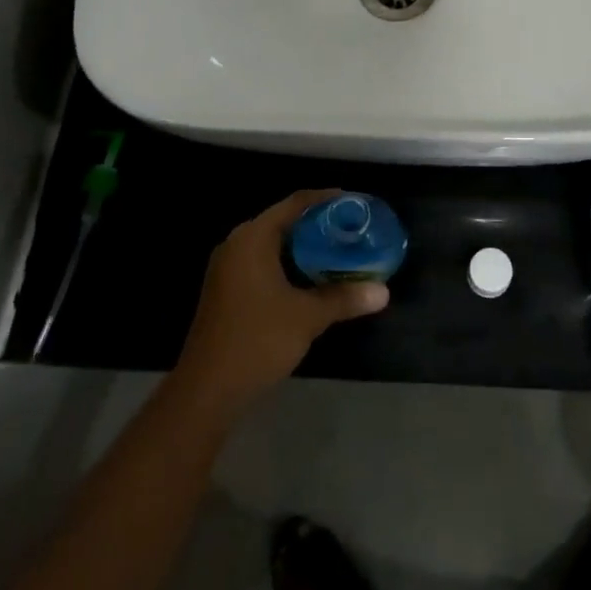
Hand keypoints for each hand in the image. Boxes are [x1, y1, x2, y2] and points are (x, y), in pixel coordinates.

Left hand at [176, 190, 389, 410]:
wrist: (207, 389)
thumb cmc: (257, 340)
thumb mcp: (307, 317)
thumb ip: (344, 299)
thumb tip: (383, 292)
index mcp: (253, 238)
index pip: (294, 204)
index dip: (326, 199)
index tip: (354, 204)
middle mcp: (237, 244)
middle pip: (283, 221)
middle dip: (318, 225)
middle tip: (350, 231)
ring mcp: (227, 268)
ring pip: (272, 244)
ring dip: (303, 247)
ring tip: (338, 252)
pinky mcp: (226, 289)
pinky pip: (262, 262)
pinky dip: (288, 264)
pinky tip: (311, 280)